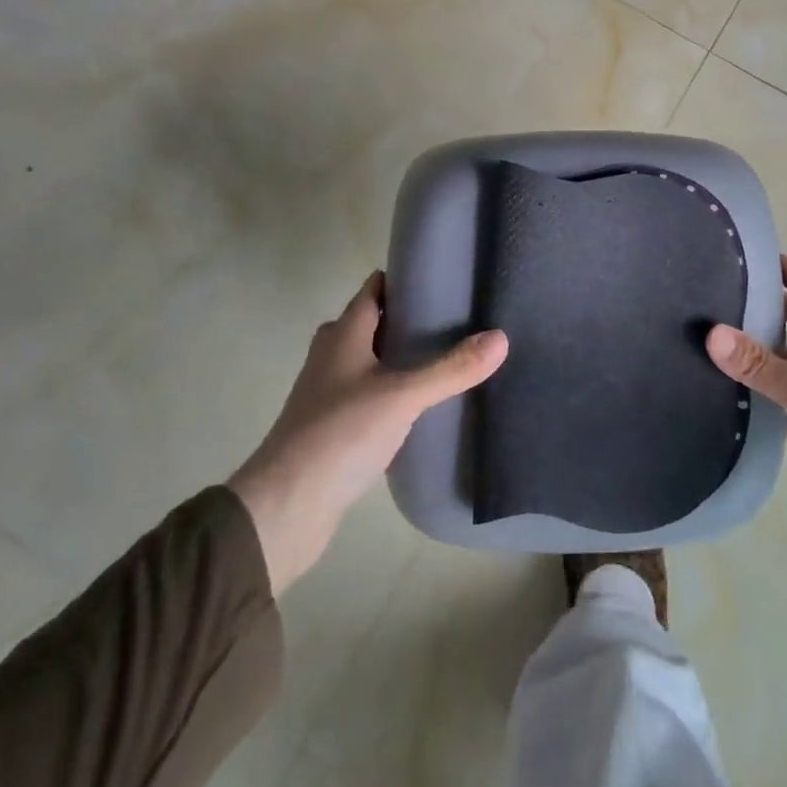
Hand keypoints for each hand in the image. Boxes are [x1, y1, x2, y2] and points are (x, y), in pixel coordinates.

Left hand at [228, 273, 507, 595]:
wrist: (285, 507)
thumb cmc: (340, 433)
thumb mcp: (403, 396)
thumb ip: (451, 368)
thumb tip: (501, 337)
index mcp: (343, 335)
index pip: (373, 289)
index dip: (404, 280)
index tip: (444, 279)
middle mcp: (331, 356)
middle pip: (370, 323)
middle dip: (406, 319)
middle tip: (452, 321)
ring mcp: (326, 393)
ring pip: (366, 360)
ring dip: (396, 357)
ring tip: (442, 359)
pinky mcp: (330, 427)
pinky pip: (364, 394)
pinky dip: (389, 391)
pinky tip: (417, 406)